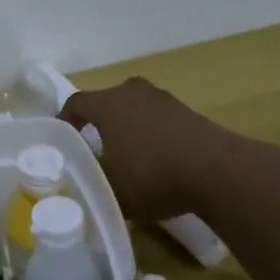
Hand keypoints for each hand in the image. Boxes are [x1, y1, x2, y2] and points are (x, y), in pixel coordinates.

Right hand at [59, 77, 243, 222]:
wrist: (218, 171)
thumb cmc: (152, 175)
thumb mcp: (110, 187)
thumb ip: (90, 180)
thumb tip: (82, 177)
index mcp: (108, 104)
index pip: (75, 103)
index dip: (65, 121)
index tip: (62, 139)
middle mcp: (133, 92)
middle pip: (107, 102)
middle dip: (98, 123)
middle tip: (94, 147)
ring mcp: (164, 100)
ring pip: (135, 109)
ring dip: (127, 128)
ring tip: (127, 156)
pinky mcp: (188, 113)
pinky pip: (158, 120)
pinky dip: (151, 135)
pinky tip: (157, 161)